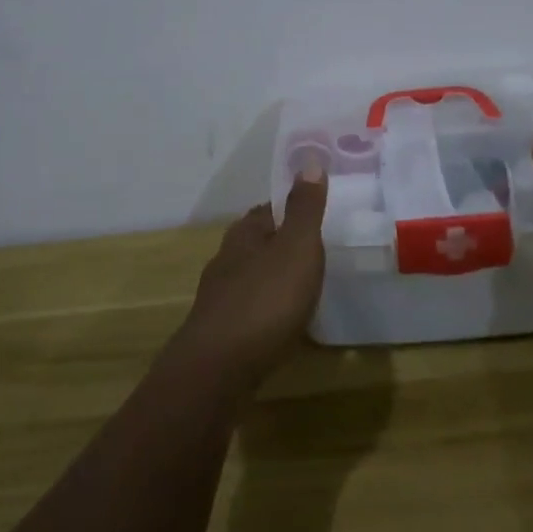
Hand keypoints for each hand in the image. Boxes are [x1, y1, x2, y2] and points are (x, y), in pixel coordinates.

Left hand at [171, 167, 327, 391]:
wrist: (218, 370)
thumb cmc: (265, 300)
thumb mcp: (297, 247)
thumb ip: (305, 208)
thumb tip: (310, 161)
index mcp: (245, 233)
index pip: (268, 209)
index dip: (290, 209)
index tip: (314, 215)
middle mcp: (226, 259)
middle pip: (256, 243)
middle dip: (280, 245)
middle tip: (313, 253)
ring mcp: (218, 298)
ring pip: (250, 277)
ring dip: (272, 279)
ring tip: (302, 289)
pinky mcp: (218, 333)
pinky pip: (248, 311)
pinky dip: (266, 312)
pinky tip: (280, 326)